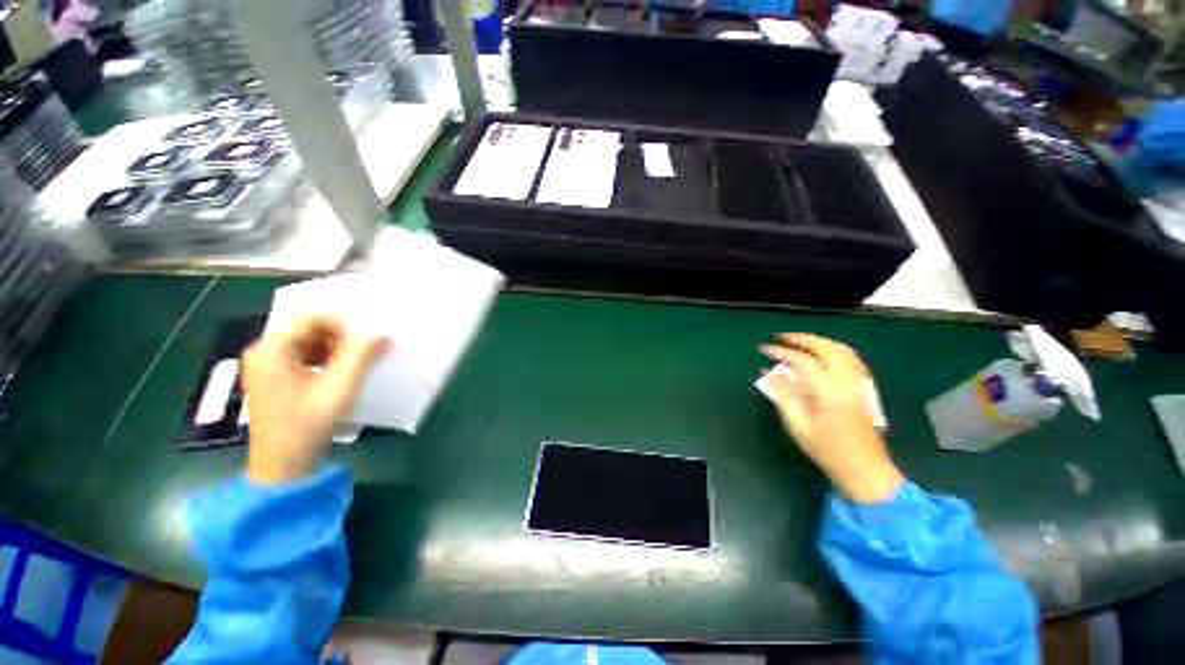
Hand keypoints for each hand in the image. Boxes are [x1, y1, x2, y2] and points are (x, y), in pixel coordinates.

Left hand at [242, 315, 388, 483]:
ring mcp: (268, 366)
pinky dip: (327, 359)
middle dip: (341, 336)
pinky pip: (305, 356)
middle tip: (365, 350)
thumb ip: (360, 356)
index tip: (369, 337)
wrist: (283, 465)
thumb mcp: (339, 387)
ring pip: (309, 342)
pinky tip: (340, 373)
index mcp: (272, 350)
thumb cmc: (307, 424)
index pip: (310, 318)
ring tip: (355, 363)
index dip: (344, 323)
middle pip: (309, 329)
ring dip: (336, 348)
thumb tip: (381, 332)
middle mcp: (265, 352)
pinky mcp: (276, 378)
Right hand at [760, 333, 902, 503]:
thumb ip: (785, 396)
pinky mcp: (864, 389)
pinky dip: (836, 349)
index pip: (803, 361)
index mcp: (829, 391)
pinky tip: (825, 352)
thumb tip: (771, 374)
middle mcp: (847, 381)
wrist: (865, 469)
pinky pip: (852, 359)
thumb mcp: (799, 426)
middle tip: (781, 337)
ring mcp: (859, 384)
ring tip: (800, 340)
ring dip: (819, 341)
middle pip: (826, 348)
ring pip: (842, 350)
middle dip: (802, 339)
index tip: (764, 350)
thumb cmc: (828, 450)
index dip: (781, 353)